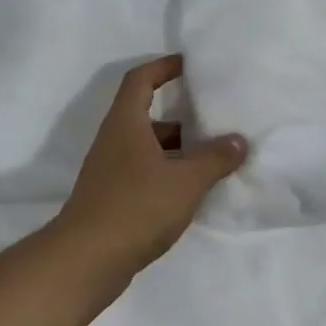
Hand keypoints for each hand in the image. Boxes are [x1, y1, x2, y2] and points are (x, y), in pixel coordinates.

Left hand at [53, 56, 249, 278]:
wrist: (86, 261)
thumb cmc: (136, 207)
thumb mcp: (185, 181)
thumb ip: (215, 158)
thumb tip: (239, 140)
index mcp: (126, 122)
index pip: (141, 79)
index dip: (163, 66)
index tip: (189, 65)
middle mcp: (114, 140)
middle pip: (146, 114)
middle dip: (180, 115)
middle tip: (213, 117)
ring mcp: (110, 170)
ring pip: (147, 147)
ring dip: (176, 149)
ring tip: (211, 157)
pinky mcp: (111, 198)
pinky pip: (143, 172)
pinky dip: (167, 173)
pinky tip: (190, 191)